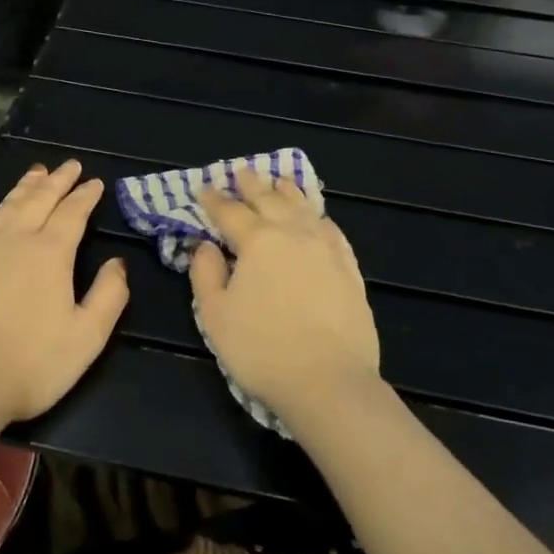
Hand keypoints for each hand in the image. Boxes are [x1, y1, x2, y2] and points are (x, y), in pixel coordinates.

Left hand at [0, 160, 128, 430]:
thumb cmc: (29, 366)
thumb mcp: (86, 339)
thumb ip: (108, 296)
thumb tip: (118, 263)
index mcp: (50, 254)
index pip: (72, 214)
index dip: (85, 196)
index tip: (95, 182)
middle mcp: (15, 240)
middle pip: (40, 200)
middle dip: (58, 181)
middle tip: (70, 165)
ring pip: (7, 206)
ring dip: (25, 187)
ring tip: (37, 172)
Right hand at [192, 167, 380, 421]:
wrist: (329, 382)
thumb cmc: (262, 350)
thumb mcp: (215, 316)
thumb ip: (205, 274)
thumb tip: (206, 246)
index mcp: (257, 241)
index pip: (230, 212)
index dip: (214, 199)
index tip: (204, 188)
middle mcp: (292, 233)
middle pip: (269, 199)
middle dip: (251, 183)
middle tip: (242, 170)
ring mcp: (325, 248)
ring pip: (303, 207)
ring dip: (287, 191)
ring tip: (279, 180)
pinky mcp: (348, 267)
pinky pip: (331, 229)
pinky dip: (318, 216)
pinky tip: (316, 216)